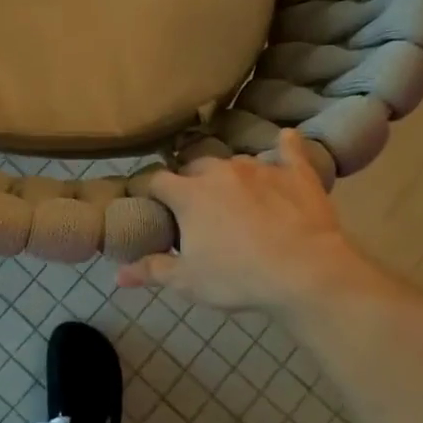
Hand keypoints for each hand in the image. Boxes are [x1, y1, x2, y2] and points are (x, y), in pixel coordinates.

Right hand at [118, 129, 392, 315]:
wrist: (305, 272)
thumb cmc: (238, 277)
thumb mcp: (188, 281)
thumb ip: (152, 270)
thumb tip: (117, 275)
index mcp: (189, 194)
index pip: (157, 181)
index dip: (151, 191)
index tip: (151, 203)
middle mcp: (220, 171)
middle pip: (195, 166)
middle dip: (190, 181)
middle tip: (195, 205)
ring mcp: (260, 168)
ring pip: (235, 162)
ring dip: (229, 174)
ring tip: (235, 193)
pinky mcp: (296, 173)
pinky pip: (289, 150)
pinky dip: (285, 147)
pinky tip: (286, 140)